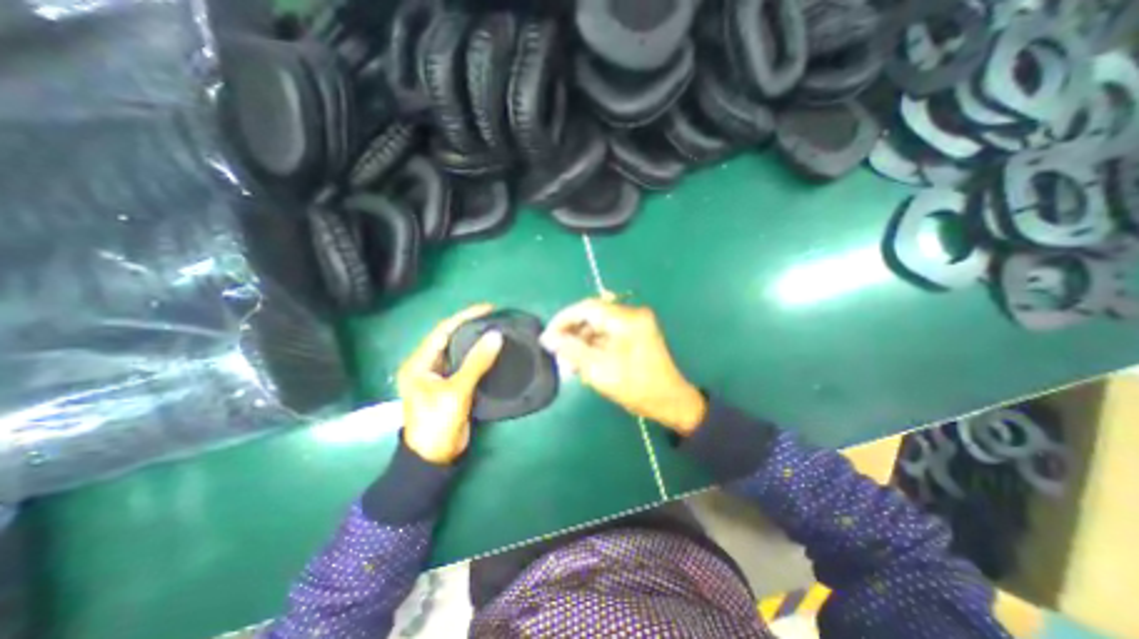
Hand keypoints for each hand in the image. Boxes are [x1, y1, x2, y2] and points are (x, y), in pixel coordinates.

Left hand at [401, 305, 504, 463]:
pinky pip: (464, 363)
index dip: (465, 317)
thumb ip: (476, 363)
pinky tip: (491, 349)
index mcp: (419, 363)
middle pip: (449, 337)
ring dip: (474, 339)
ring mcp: (438, 375)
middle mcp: (426, 365)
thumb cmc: (438, 423)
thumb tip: (496, 336)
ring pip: (457, 350)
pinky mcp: (450, 384)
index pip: (443, 331)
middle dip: (470, 325)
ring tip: (495, 328)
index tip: (488, 308)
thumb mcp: (457, 392)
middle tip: (494, 317)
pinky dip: (477, 354)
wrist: (434, 458)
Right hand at [540, 298, 708, 434]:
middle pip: (593, 316)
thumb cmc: (636, 386)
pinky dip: (595, 346)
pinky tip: (584, 362)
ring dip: (582, 341)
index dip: (563, 319)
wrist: (670, 401)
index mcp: (626, 319)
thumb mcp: (599, 369)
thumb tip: (547, 338)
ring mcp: (636, 324)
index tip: (548, 336)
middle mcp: (632, 315)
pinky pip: (609, 334)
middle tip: (557, 352)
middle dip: (572, 333)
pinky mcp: (637, 334)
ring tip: (569, 363)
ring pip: (599, 326)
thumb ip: (571, 350)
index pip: (587, 308)